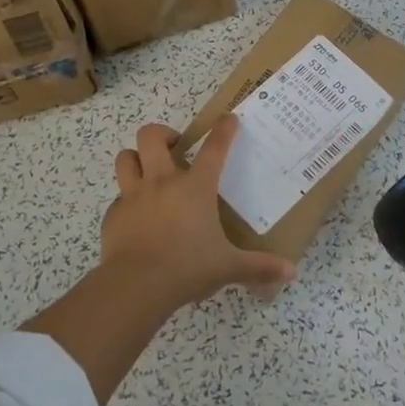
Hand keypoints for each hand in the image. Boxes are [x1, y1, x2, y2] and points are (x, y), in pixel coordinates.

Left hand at [103, 119, 294, 306]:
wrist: (136, 286)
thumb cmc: (188, 268)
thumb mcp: (229, 267)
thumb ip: (259, 267)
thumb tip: (291, 272)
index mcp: (195, 187)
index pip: (214, 148)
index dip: (223, 130)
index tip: (228, 119)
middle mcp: (162, 182)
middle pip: (151, 137)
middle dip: (162, 133)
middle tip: (175, 146)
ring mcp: (133, 196)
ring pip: (125, 158)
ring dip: (136, 158)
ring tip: (148, 170)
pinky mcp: (113, 215)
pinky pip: (118, 198)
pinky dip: (126, 201)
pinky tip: (136, 217)